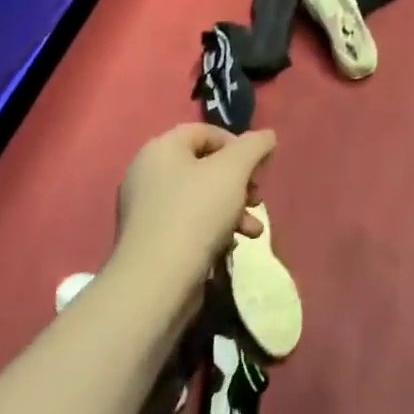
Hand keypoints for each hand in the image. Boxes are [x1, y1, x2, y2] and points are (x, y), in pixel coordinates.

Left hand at [115, 124, 275, 277]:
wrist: (156, 281)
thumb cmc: (196, 212)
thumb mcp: (234, 170)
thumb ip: (254, 146)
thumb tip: (267, 136)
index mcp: (161, 148)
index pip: (204, 131)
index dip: (236, 144)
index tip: (258, 166)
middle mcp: (148, 173)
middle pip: (204, 166)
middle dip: (239, 182)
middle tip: (257, 197)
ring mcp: (147, 210)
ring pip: (201, 198)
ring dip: (233, 209)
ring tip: (253, 230)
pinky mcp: (152, 241)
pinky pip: (189, 224)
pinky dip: (214, 230)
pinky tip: (230, 246)